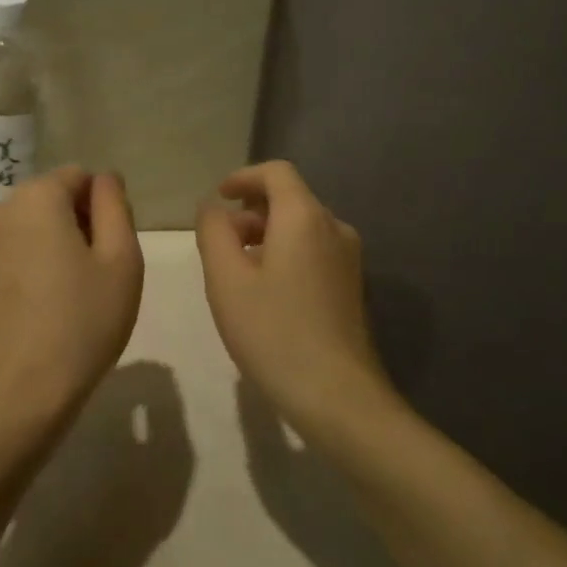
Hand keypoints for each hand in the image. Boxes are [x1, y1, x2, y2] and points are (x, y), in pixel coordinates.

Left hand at [0, 166, 144, 417]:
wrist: (20, 394)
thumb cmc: (83, 322)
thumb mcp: (122, 260)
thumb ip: (115, 206)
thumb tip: (103, 179)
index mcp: (36, 199)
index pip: (77, 178)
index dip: (99, 208)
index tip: (107, 250)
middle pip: (42, 204)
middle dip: (67, 226)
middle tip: (86, 278)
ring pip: (14, 236)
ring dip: (36, 252)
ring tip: (54, 301)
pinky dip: (9, 280)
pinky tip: (24, 319)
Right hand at [196, 162, 396, 434]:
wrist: (336, 393)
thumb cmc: (273, 332)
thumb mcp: (226, 279)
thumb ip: (213, 232)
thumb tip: (213, 208)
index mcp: (304, 217)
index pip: (276, 172)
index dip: (243, 177)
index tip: (218, 197)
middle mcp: (334, 228)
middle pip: (290, 199)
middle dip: (251, 211)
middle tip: (221, 243)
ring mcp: (349, 258)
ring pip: (302, 227)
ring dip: (267, 236)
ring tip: (238, 271)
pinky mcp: (352, 286)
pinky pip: (314, 252)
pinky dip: (286, 255)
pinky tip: (266, 292)